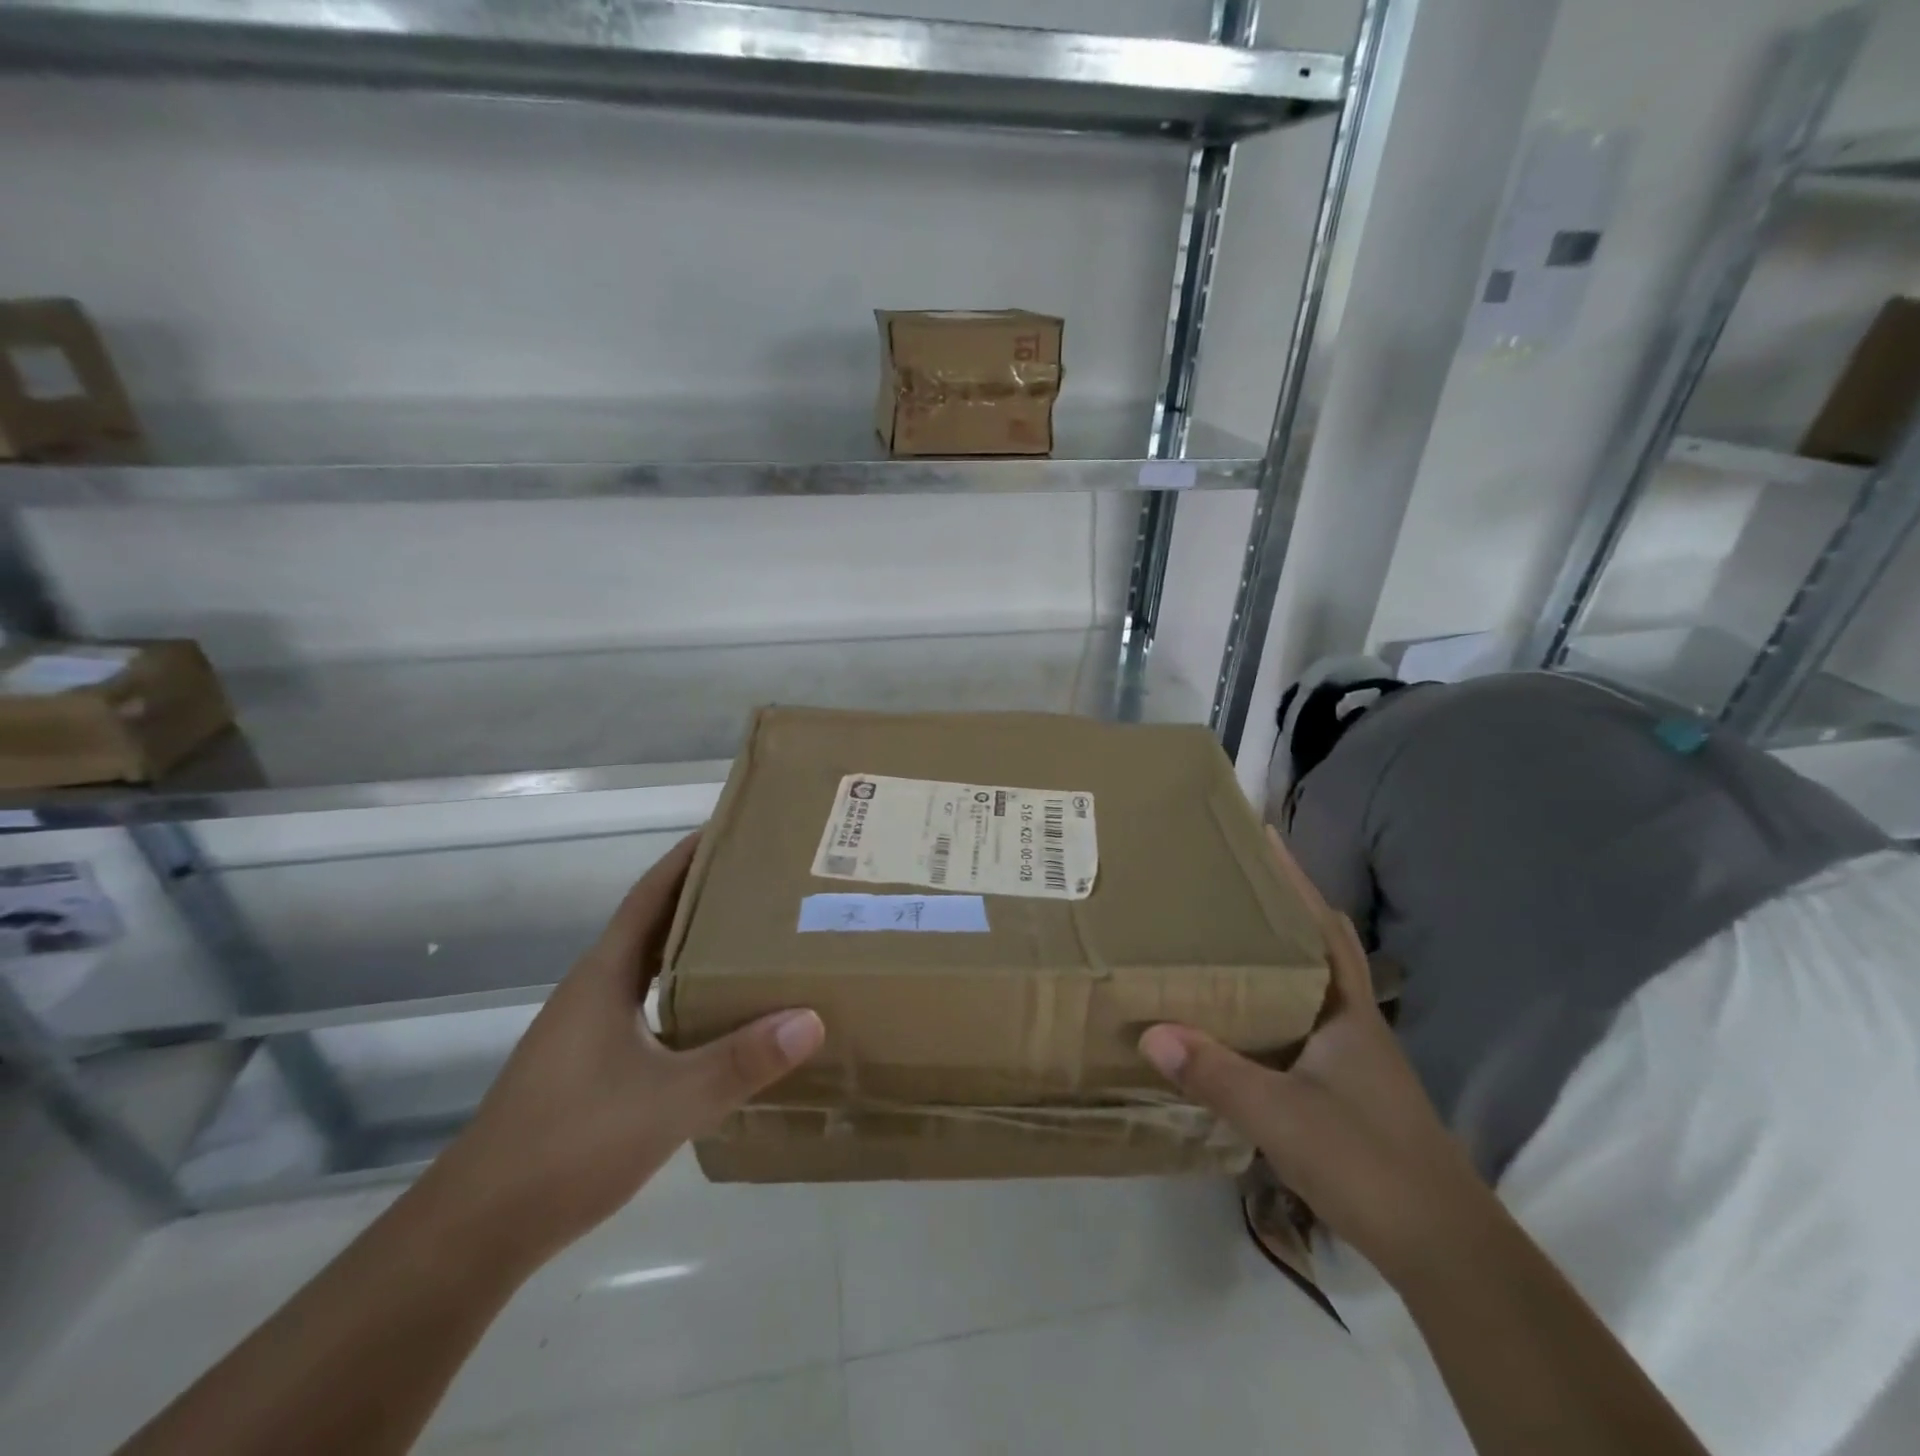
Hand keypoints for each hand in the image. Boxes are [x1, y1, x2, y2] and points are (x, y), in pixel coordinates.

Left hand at [425, 833, 823, 1264]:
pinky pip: (649, 1005)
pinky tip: (720, 1015)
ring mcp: (587, 1029)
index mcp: (605, 977)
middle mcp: (594, 990)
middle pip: (655, 924)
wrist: (478, 1230)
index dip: (687, 858)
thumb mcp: (669, 1102)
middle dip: (704, 897)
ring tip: (755, 938)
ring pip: (651, 968)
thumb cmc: (569, 1145)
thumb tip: (812, 1018)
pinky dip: (686, 992)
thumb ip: (741, 1061)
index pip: (650, 896)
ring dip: (695, 946)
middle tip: (765, 882)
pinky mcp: (590, 1064)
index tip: (731, 830)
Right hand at [1138, 827, 1484, 1275]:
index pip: (1322, 926)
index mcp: (1346, 1010)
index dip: (1295, 881)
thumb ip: (1216, 1073)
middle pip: (1313, 948)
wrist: (1442, 1249)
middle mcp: (1350, 1022)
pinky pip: (1295, 1028)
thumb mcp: (1281, 1116)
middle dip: (1274, 912)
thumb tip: (1151, 1031)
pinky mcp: (1341, 1090)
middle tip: (1221, 888)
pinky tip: (1233, 1021)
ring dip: (1268, 961)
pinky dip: (1266, 1009)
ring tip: (1216, 941)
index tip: (1263, 839)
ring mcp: (1349, 1058)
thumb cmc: (1368, 1162)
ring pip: (1304, 989)